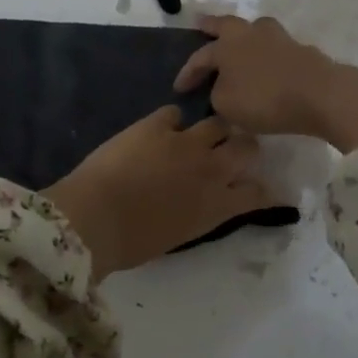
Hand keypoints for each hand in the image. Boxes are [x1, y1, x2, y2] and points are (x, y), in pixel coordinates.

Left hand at [43, 107, 284, 280]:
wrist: (95, 219)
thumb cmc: (131, 244)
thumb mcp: (178, 236)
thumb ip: (198, 215)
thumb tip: (198, 205)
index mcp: (217, 207)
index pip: (257, 193)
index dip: (263, 189)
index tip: (259, 188)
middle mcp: (210, 170)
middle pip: (247, 147)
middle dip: (244, 148)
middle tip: (232, 151)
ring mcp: (185, 142)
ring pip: (217, 123)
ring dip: (213, 130)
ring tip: (199, 135)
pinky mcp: (156, 125)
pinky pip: (174, 113)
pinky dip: (171, 121)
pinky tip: (160, 129)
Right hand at [172, 15, 335, 137]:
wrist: (319, 95)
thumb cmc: (264, 99)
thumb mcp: (226, 105)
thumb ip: (217, 93)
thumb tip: (223, 86)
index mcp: (227, 45)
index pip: (200, 57)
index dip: (187, 73)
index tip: (178, 88)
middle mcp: (250, 34)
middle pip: (226, 25)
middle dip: (211, 26)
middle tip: (201, 24)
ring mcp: (278, 38)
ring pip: (254, 31)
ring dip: (244, 36)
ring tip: (239, 44)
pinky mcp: (301, 49)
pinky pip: (274, 48)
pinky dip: (266, 55)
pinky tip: (266, 66)